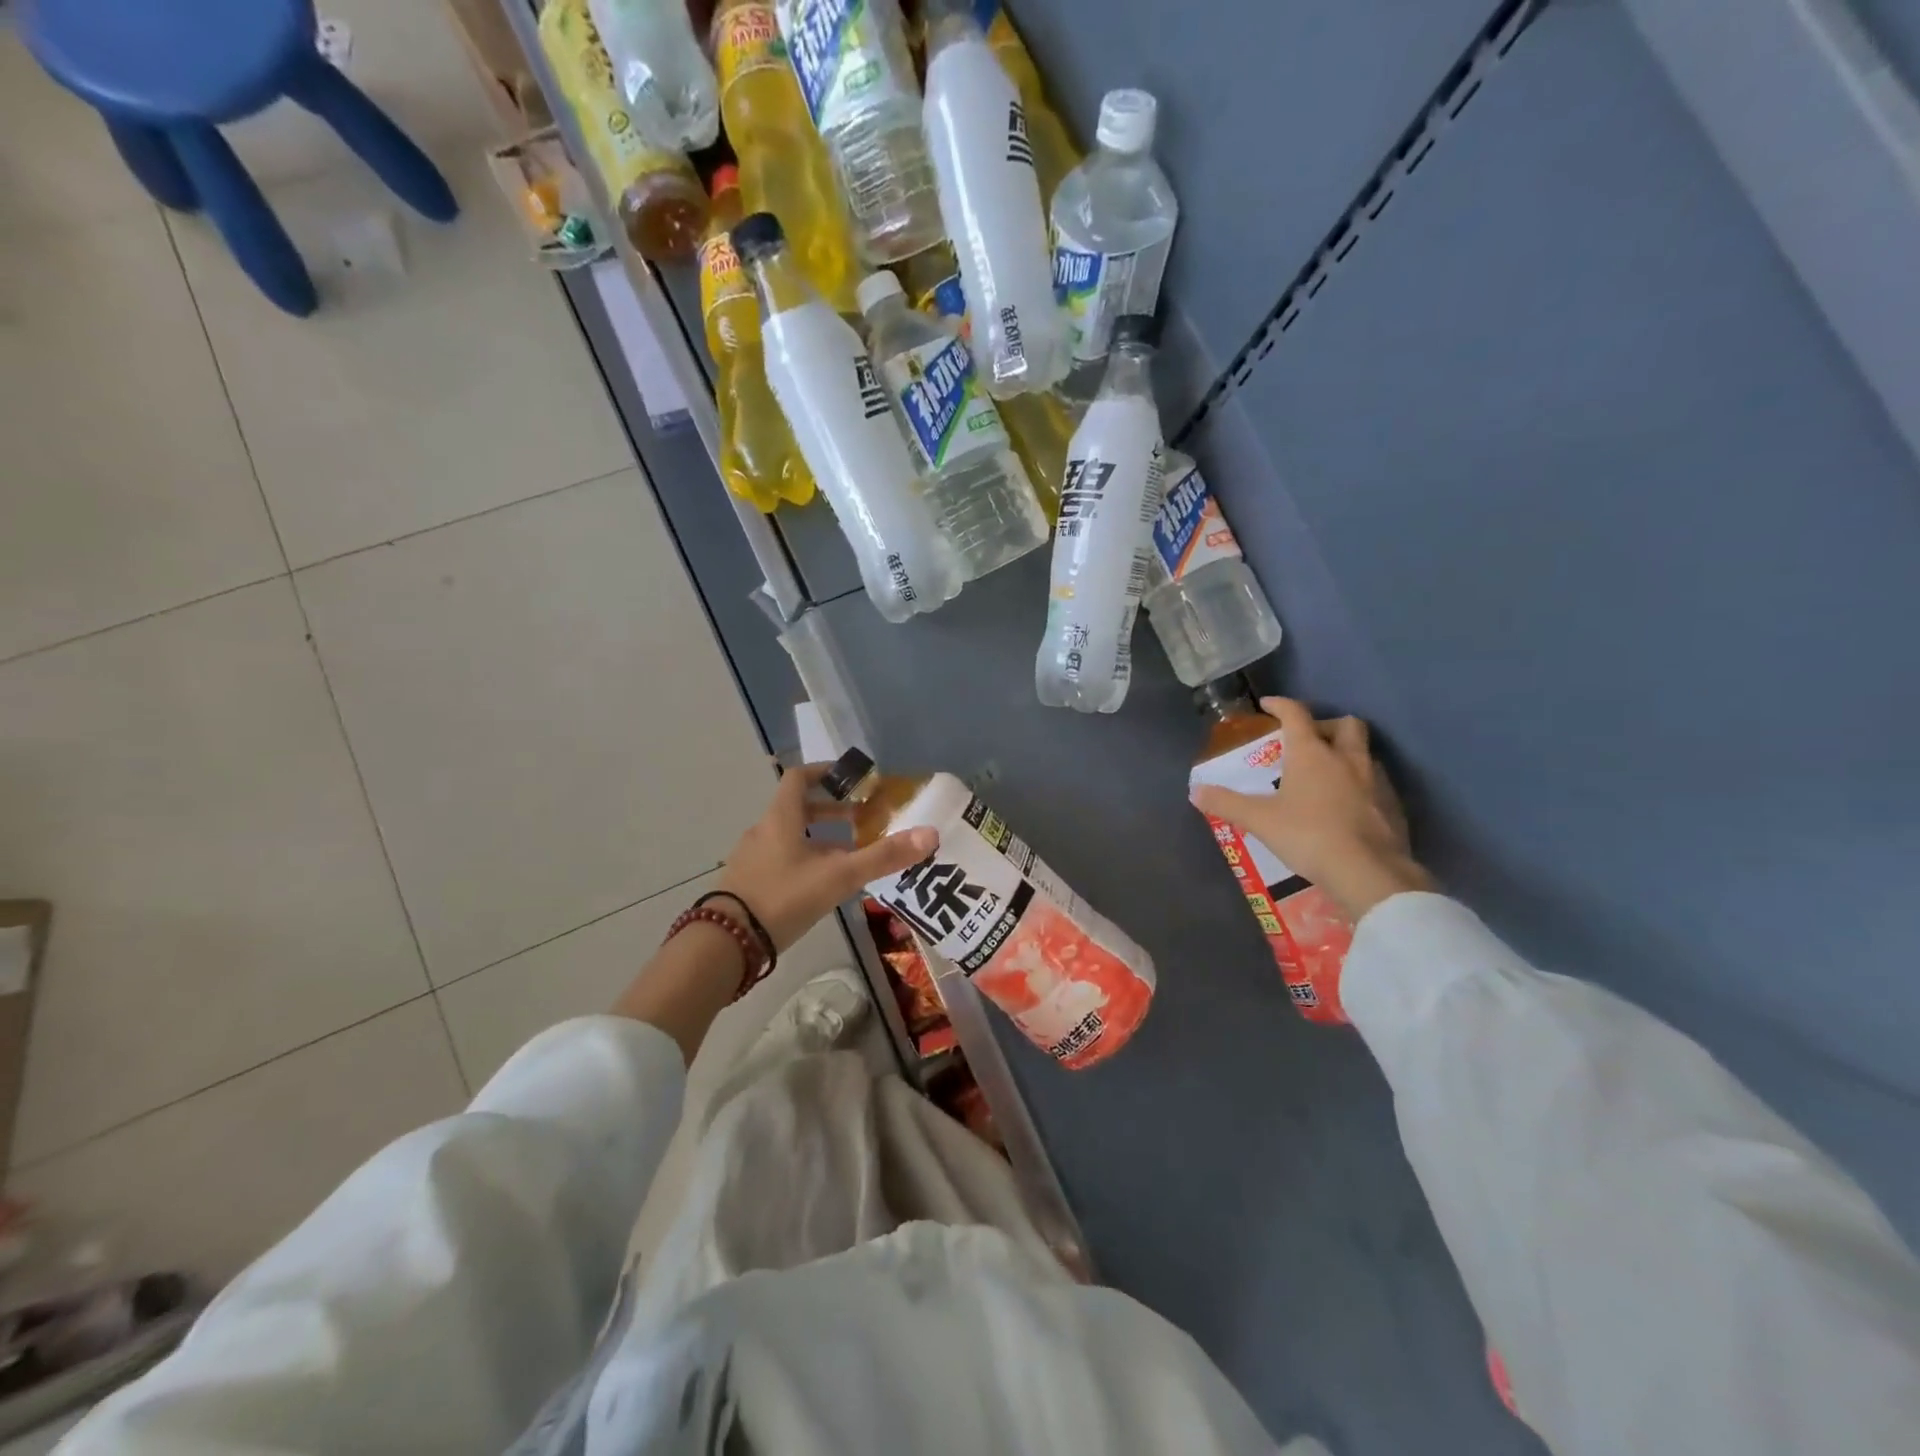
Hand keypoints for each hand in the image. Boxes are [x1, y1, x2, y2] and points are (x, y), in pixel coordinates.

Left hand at [716, 763, 936, 950]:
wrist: (726, 943)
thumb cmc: (783, 897)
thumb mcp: (839, 876)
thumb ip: (883, 856)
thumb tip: (930, 834)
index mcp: (780, 818)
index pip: (799, 778)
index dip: (825, 772)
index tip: (851, 777)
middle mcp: (763, 831)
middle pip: (796, 807)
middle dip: (830, 810)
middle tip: (860, 819)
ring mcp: (751, 858)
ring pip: (789, 836)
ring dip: (818, 837)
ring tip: (847, 855)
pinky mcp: (747, 882)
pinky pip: (779, 859)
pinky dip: (803, 859)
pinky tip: (821, 884)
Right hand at [1191, 697, 1432, 922]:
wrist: (1369, 872)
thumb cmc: (1309, 836)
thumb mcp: (1260, 820)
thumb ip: (1227, 803)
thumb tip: (1195, 791)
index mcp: (1312, 753)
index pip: (1296, 715)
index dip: (1281, 705)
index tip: (1268, 705)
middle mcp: (1347, 758)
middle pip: (1344, 724)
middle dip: (1324, 725)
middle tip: (1307, 741)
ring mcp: (1376, 781)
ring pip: (1364, 752)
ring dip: (1346, 754)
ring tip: (1327, 774)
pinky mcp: (1393, 805)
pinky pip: (1376, 782)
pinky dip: (1360, 784)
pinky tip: (1347, 804)